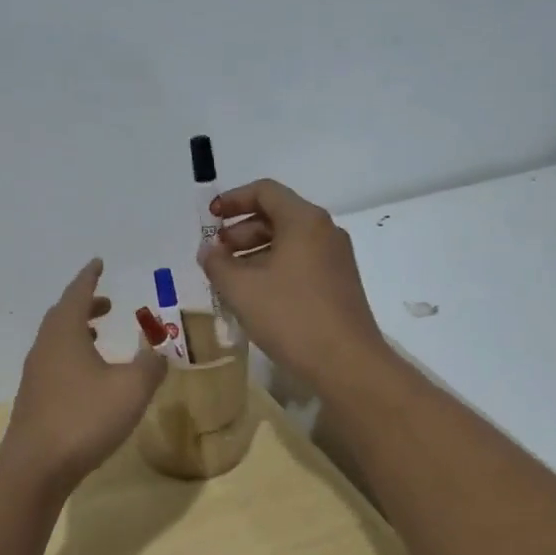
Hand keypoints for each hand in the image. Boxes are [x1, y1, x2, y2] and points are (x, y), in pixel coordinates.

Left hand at [0, 259, 167, 493]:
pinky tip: (89, 377)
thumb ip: (151, 365)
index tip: (98, 263)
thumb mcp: (131, 389)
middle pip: (62, 315)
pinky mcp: (35, 400)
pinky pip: (55, 363)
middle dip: (85, 304)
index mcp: (64, 334)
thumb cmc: (84, 418)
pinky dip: (73, 356)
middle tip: (107, 303)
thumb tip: (159, 352)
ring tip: (99, 335)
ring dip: (78, 331)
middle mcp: (45, 348)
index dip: (89, 277)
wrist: (37, 467)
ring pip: (57, 341)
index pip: (77, 294)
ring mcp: (36, 375)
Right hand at [197, 179, 390, 390]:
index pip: (265, 191)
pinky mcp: (339, 284)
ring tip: (230, 279)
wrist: (346, 363)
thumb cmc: (291, 316)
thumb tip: (208, 251)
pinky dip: (274, 268)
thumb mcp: (241, 289)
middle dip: (240, 231)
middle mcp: (325, 231)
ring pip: (289, 242)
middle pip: (277, 215)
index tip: (209, 219)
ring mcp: (336, 259)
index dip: (233, 200)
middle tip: (216, 255)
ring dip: (255, 253)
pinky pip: (301, 263)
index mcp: (304, 221)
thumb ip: (217, 263)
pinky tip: (256, 296)